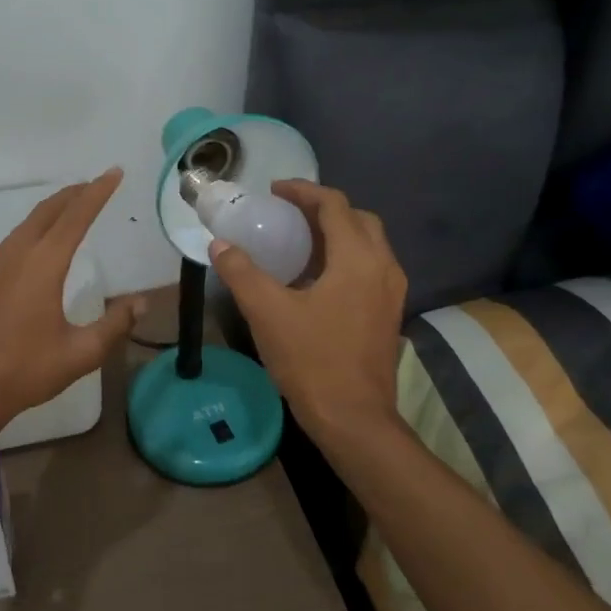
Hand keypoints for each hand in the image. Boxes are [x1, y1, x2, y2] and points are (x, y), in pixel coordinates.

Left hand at [0, 170, 142, 442]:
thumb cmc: (23, 372)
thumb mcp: (79, 354)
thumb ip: (114, 326)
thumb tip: (141, 304)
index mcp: (42, 265)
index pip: (76, 216)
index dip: (97, 192)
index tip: (113, 173)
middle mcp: (14, 255)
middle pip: (47, 212)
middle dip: (73, 194)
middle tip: (95, 184)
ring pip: (25, 226)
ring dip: (51, 213)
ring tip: (70, 211)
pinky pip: (9, 244)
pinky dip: (31, 232)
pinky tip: (36, 250)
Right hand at [207, 181, 406, 442]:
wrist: (354, 419)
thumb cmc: (312, 361)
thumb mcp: (267, 313)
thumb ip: (241, 272)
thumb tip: (220, 244)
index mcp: (358, 259)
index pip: (334, 205)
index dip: (303, 191)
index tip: (274, 191)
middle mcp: (383, 267)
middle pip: (358, 219)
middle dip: (323, 208)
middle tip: (287, 213)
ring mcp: (391, 292)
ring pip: (368, 243)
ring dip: (336, 232)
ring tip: (298, 240)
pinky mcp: (388, 312)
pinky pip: (369, 267)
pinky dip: (344, 256)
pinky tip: (315, 276)